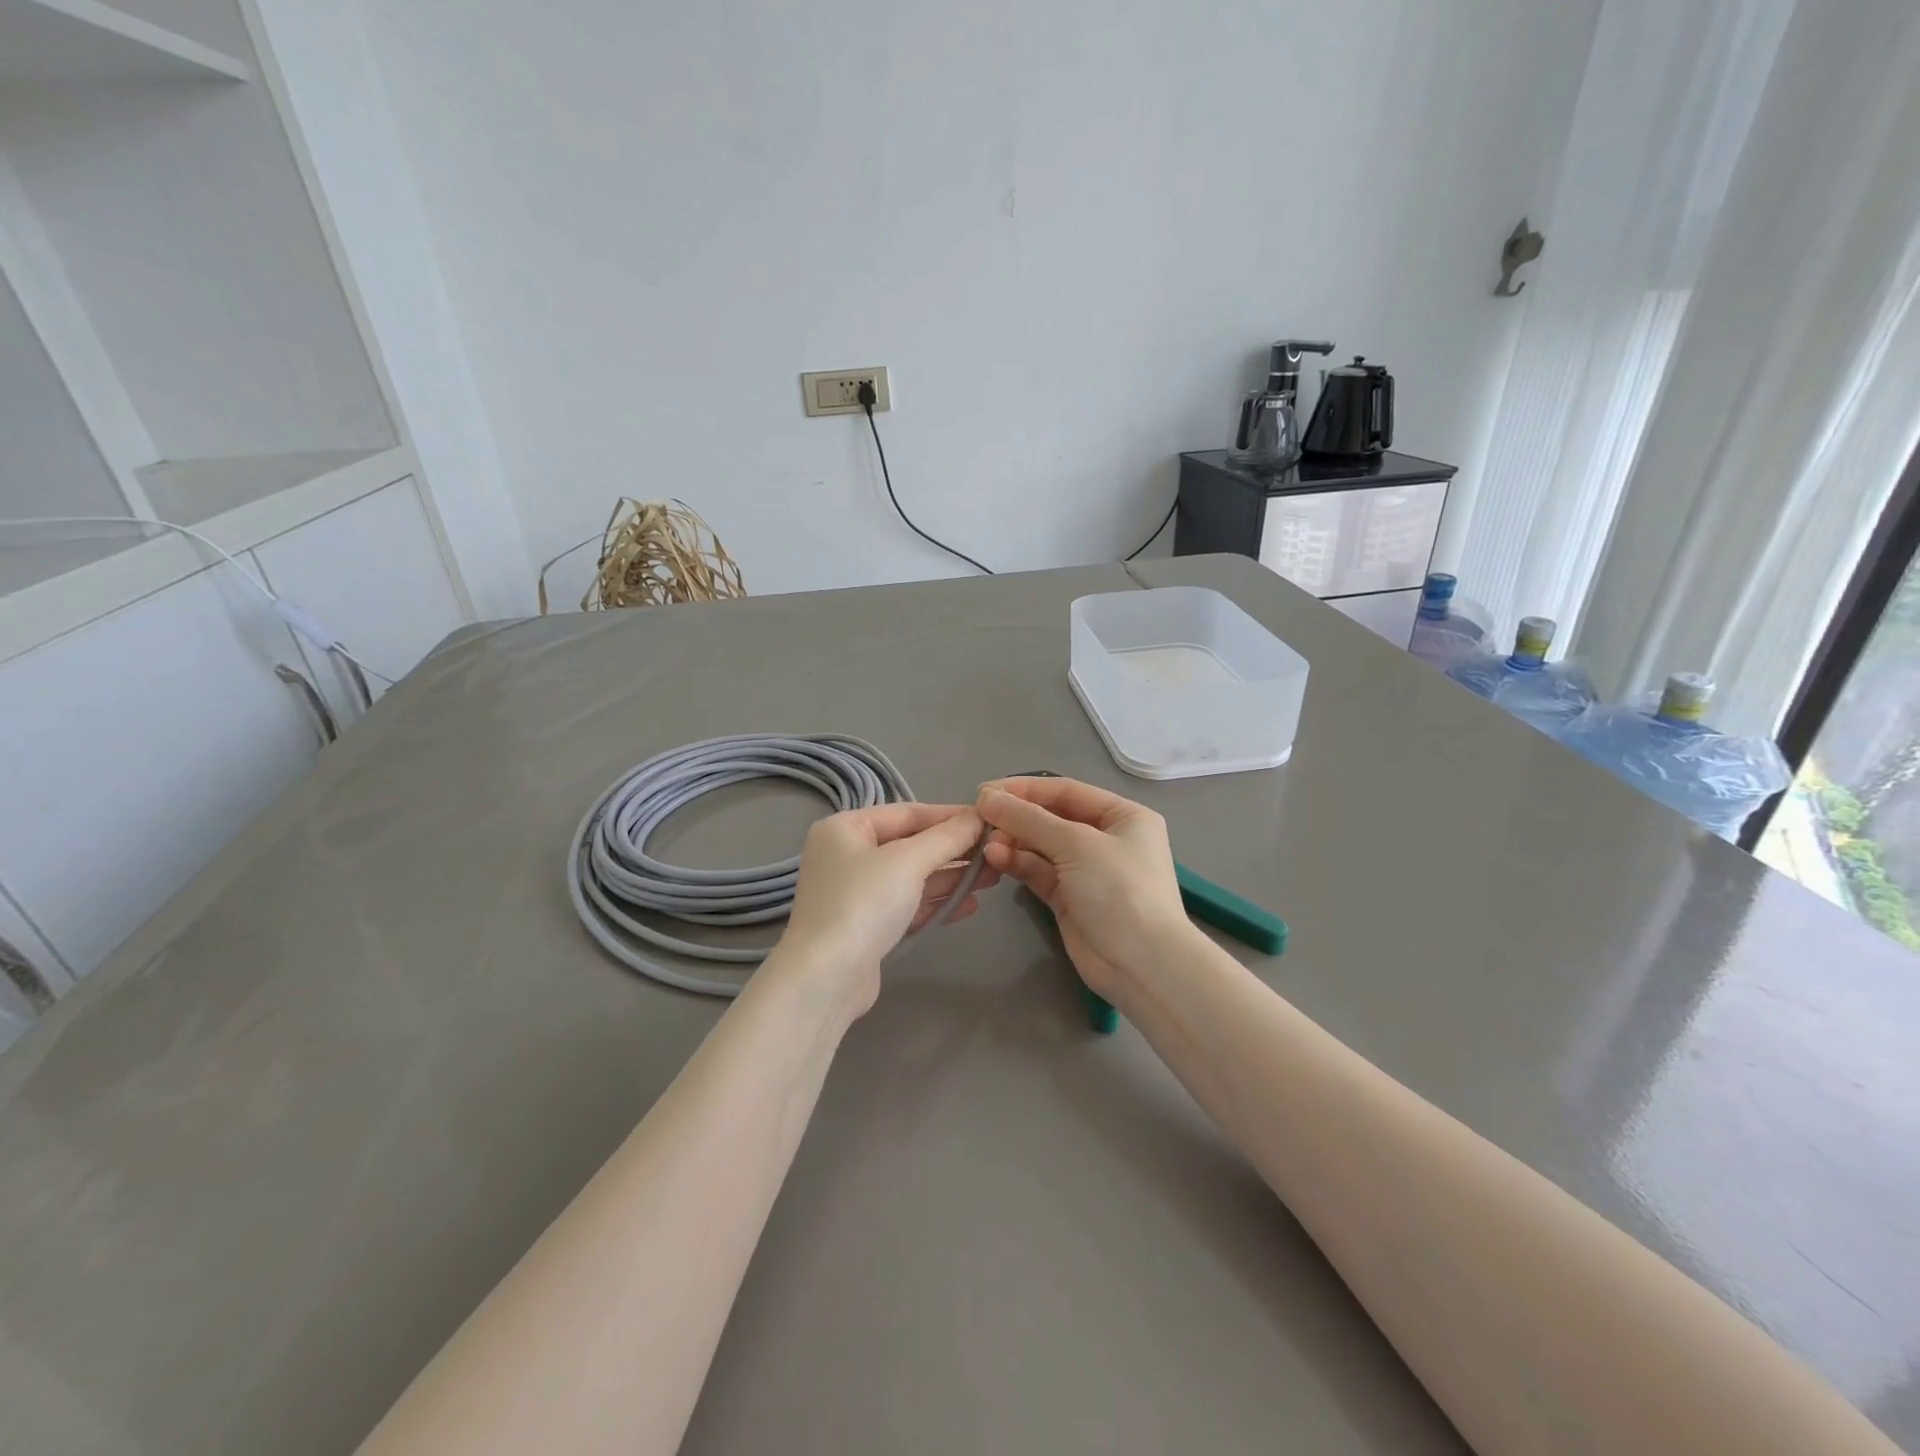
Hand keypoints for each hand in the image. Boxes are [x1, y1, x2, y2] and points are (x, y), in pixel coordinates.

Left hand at [776, 803, 997, 1016]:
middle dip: (954, 850)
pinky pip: (907, 904)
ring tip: (993, 878)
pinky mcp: (866, 925)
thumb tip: (978, 817)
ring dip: (951, 877)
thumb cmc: (864, 904)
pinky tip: (971, 904)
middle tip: (997, 852)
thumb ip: (946, 838)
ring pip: (912, 876)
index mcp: (845, 828)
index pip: (907, 813)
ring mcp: (855, 892)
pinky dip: (936, 902)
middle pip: (910, 844)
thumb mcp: (909, 862)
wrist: (826, 979)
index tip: (989, 821)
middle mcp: (847, 854)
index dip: (950, 816)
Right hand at [976, 777, 1192, 1002]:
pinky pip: (1039, 872)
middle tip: (979, 819)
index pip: (1066, 791)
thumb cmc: (1120, 890)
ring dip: (1013, 842)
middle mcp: (1106, 839)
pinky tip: (995, 859)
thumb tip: (987, 797)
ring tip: (986, 844)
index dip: (1025, 789)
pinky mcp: (1069, 898)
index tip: (986, 791)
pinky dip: (1018, 864)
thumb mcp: (1077, 844)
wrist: (1142, 965)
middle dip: (1016, 818)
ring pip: (1042, 846)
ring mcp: (1087, 870)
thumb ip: (1029, 819)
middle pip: (1052, 818)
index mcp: (1122, 816)